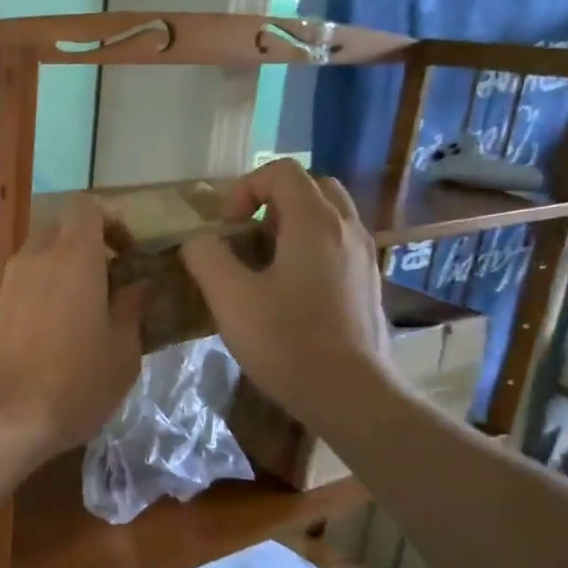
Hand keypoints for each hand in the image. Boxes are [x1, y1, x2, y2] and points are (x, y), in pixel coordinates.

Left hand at [0, 196, 144, 459]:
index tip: (126, 252)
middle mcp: (35, 258)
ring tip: (79, 313)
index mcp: (74, 256)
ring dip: (60, 271)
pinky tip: (50, 334)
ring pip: (37, 257)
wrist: (5, 416)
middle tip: (106, 283)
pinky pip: (21, 285)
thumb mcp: (123, 350)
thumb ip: (132, 307)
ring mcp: (8, 283)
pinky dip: (39, 294)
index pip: (86, 207)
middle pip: (59, 229)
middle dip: (84, 246)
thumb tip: (138, 285)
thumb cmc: (76, 381)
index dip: (109, 221)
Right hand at [181, 160, 391, 427]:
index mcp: (315, 222)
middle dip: (271, 203)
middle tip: (245, 238)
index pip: (280, 171)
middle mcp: (347, 229)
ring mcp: (363, 257)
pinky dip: (308, 250)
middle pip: (310, 187)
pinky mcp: (367, 284)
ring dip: (290, 227)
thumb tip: (199, 241)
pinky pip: (336, 245)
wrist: (351, 395)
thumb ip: (206, 257)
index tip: (226, 228)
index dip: (244, 189)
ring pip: (326, 217)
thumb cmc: (287, 342)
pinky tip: (287, 292)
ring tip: (263, 265)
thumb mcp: (229, 297)